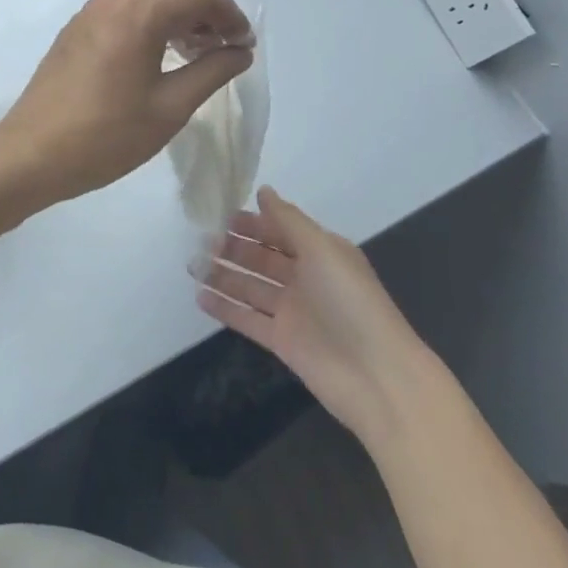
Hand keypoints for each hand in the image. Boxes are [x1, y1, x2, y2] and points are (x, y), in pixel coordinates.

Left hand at [0, 0, 253, 208]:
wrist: (32, 154)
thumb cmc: (106, 136)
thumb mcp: (170, 108)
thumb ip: (212, 72)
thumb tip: (240, 51)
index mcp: (139, 13)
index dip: (231, 14)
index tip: (244, 45)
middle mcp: (113, 0)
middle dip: (205, 10)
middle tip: (221, 49)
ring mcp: (90, 12)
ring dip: (178, 15)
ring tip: (195, 55)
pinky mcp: (76, 28)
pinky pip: (125, 9)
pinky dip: (151, 21)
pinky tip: (158, 58)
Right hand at [198, 187, 430, 443]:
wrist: (377, 377)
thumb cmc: (350, 301)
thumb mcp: (322, 249)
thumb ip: (288, 220)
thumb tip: (263, 190)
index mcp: (320, 252)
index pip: (279, 230)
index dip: (252, 222)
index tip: (219, 213)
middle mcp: (305, 278)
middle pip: (262, 257)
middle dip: (233, 247)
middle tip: (200, 239)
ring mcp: (292, 311)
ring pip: (251, 286)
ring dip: (223, 275)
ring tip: (191, 265)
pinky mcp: (282, 341)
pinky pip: (247, 318)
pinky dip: (225, 308)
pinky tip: (199, 296)